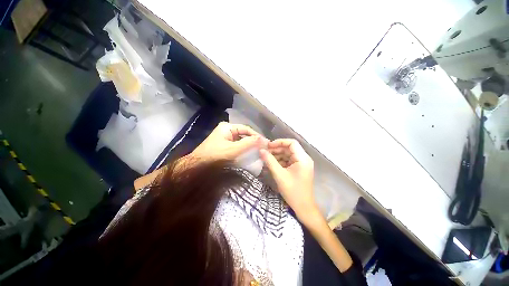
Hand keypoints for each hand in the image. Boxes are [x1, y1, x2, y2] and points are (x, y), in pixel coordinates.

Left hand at [191, 122, 263, 161]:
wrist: (196, 168)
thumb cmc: (215, 157)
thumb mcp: (234, 149)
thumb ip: (249, 143)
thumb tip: (264, 139)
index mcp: (227, 127)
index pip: (246, 129)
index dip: (257, 135)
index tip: (266, 143)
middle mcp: (226, 131)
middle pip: (244, 134)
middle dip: (253, 141)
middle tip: (263, 149)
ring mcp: (224, 139)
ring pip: (241, 141)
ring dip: (249, 146)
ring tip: (259, 152)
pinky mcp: (224, 146)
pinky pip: (237, 146)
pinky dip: (243, 150)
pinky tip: (249, 155)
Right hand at [260, 139, 317, 221]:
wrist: (303, 207)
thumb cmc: (292, 191)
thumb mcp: (279, 175)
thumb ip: (270, 161)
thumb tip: (261, 150)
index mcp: (303, 158)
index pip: (292, 143)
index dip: (279, 142)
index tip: (268, 146)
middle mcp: (304, 159)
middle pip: (289, 148)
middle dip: (277, 149)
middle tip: (265, 153)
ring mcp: (302, 164)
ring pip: (288, 154)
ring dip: (277, 155)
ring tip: (266, 159)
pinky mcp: (299, 169)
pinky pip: (289, 161)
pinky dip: (280, 161)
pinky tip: (272, 164)